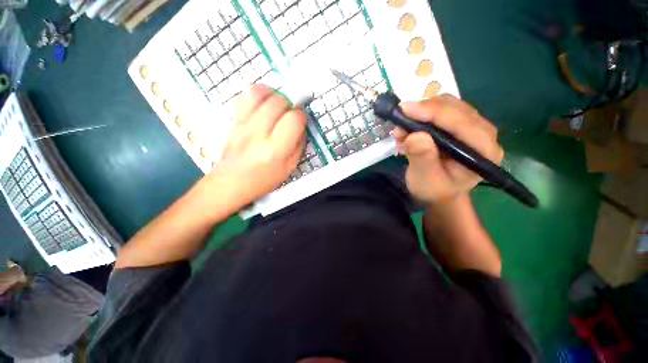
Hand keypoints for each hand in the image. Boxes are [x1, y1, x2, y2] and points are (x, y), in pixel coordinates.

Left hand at [209, 84, 306, 206]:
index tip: (301, 120)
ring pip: (259, 94)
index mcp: (274, 151)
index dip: (301, 116)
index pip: (293, 120)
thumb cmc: (264, 180)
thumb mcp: (289, 168)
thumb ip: (299, 145)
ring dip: (274, 95)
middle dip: (290, 104)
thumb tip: (301, 126)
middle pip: (277, 103)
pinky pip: (244, 96)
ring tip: (278, 106)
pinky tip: (264, 103)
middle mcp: (257, 134)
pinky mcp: (234, 121)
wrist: (231, 182)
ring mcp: (243, 125)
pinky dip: (257, 93)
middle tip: (290, 114)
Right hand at [393, 95, 503, 204]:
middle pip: (455, 108)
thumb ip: (422, 158)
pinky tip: (409, 131)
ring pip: (446, 105)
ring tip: (402, 133)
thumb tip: (415, 135)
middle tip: (399, 127)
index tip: (405, 110)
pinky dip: (420, 116)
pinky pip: (440, 110)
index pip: (462, 122)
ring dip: (419, 114)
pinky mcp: (460, 124)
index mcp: (483, 151)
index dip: (433, 112)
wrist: (439, 192)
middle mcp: (484, 133)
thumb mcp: (425, 180)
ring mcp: (473, 126)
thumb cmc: (434, 190)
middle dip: (423, 113)